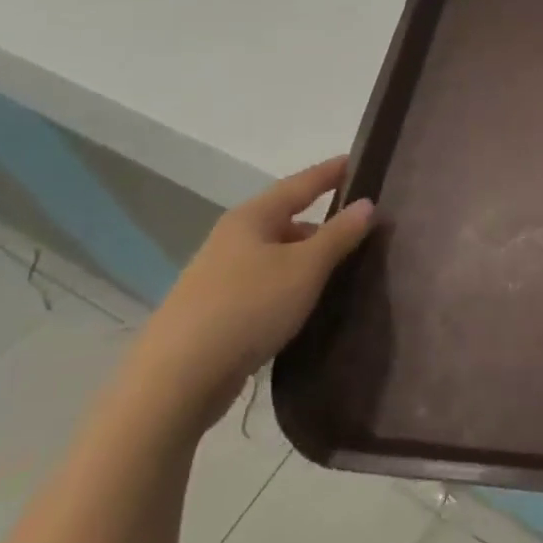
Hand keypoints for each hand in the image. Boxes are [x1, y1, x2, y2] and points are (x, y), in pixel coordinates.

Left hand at [120, 157, 375, 433]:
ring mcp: (219, 276)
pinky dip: (290, 284)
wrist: (175, 381)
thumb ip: (339, 234)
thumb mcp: (305, 267)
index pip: (300, 184)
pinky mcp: (215, 312)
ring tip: (342, 268)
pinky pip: (265, 284)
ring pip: (275, 255)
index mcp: (251, 218)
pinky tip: (306, 302)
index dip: (331, 172)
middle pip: (286, 219)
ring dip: (307, 257)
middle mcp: (231, 239)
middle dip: (322, 222)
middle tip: (362, 226)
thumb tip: (367, 204)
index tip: (358, 160)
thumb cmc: (248, 307)